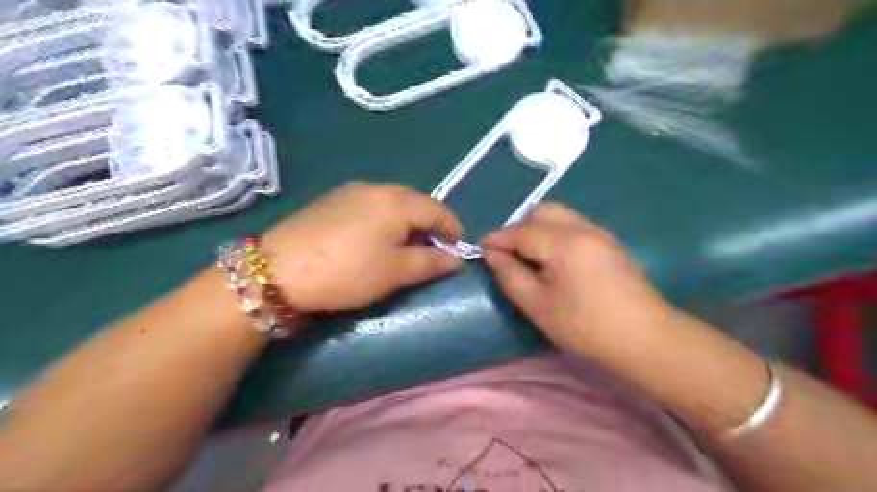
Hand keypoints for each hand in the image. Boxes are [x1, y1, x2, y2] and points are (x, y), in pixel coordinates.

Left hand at [263, 183, 460, 312]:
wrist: (278, 270)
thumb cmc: (348, 271)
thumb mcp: (396, 272)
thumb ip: (431, 263)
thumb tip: (456, 260)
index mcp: (397, 200)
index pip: (438, 210)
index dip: (453, 229)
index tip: (458, 250)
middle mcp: (376, 187)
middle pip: (415, 203)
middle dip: (429, 226)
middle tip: (432, 251)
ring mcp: (350, 191)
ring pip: (391, 203)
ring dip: (406, 223)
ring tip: (403, 247)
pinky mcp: (330, 200)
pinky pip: (370, 206)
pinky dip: (383, 220)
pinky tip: (373, 240)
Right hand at [480, 202, 676, 361]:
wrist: (647, 340)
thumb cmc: (587, 328)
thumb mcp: (539, 306)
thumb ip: (511, 276)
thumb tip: (492, 255)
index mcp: (564, 243)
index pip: (521, 231)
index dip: (497, 238)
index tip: (480, 249)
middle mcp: (583, 228)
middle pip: (542, 211)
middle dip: (519, 228)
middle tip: (509, 255)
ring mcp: (600, 233)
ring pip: (560, 216)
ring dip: (538, 229)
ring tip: (530, 258)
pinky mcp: (610, 243)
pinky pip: (574, 226)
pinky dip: (556, 234)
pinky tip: (555, 261)